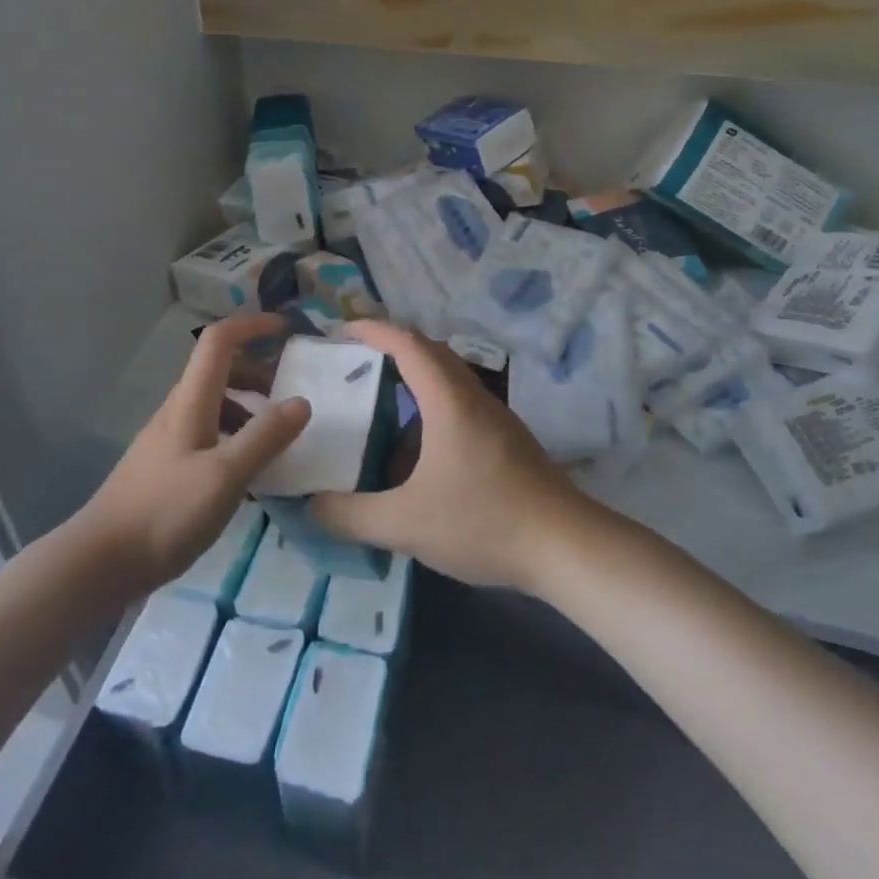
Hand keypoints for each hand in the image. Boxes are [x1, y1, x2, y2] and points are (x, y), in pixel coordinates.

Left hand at [77, 314, 309, 593]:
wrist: (103, 560)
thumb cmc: (166, 512)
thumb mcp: (226, 476)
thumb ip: (265, 437)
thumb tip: (301, 401)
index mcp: (191, 402)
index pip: (219, 342)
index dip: (252, 327)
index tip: (287, 330)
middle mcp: (178, 411)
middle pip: (220, 372)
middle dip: (259, 375)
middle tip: (291, 399)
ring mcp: (169, 439)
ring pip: (215, 406)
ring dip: (249, 410)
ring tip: (277, 441)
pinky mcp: (167, 467)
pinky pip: (208, 435)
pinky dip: (235, 439)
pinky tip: (250, 476)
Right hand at [310, 321, 586, 590]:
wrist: (567, 548)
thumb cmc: (484, 522)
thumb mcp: (405, 524)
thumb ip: (351, 516)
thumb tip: (311, 505)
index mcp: (448, 401)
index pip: (407, 344)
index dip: (373, 330)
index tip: (341, 330)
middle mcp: (473, 398)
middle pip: (430, 352)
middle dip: (391, 348)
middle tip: (355, 363)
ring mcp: (496, 419)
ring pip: (449, 379)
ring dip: (414, 378)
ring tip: (379, 403)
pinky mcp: (509, 442)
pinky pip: (462, 405)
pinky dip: (432, 407)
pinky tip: (419, 450)